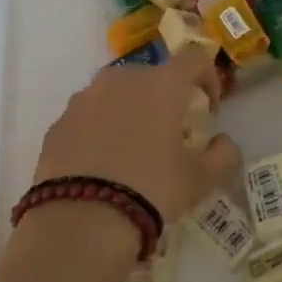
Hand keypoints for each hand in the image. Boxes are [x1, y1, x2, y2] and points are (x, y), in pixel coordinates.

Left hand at [0, 46, 240, 281]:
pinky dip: (100, 128)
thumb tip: (223, 142)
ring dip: (131, 110)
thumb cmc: (152, 189)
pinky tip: (103, 163)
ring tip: (133, 148)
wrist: (80, 222)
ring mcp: (85, 99)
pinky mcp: (58, 123)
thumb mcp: (200, 178)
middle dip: (166, 97)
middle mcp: (122, 79)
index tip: (208, 110)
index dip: (208, 78)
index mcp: (163, 84)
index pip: (195, 58)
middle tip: (171, 132)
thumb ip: (222, 154)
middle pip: (153, 75)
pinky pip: (89, 115)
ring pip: (117, 93)